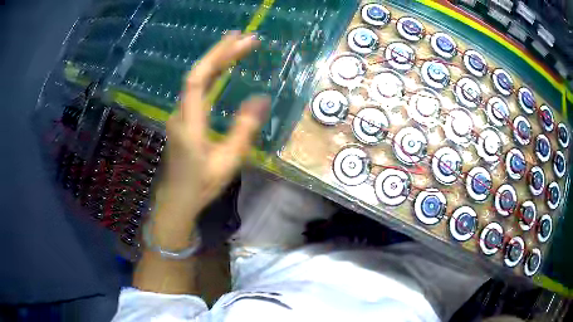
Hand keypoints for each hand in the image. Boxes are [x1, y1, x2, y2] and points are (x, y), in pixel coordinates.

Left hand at [152, 31, 269, 248]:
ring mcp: (179, 116)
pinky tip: (222, 71)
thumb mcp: (228, 161)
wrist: (177, 200)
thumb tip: (261, 98)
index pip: (198, 79)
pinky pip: (196, 90)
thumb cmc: (201, 185)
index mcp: (190, 123)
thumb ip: (243, 130)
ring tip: (238, 48)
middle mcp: (180, 113)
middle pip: (197, 74)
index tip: (237, 39)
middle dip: (221, 53)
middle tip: (246, 39)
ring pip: (195, 80)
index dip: (216, 56)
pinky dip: (211, 75)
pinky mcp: (182, 120)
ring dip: (216, 62)